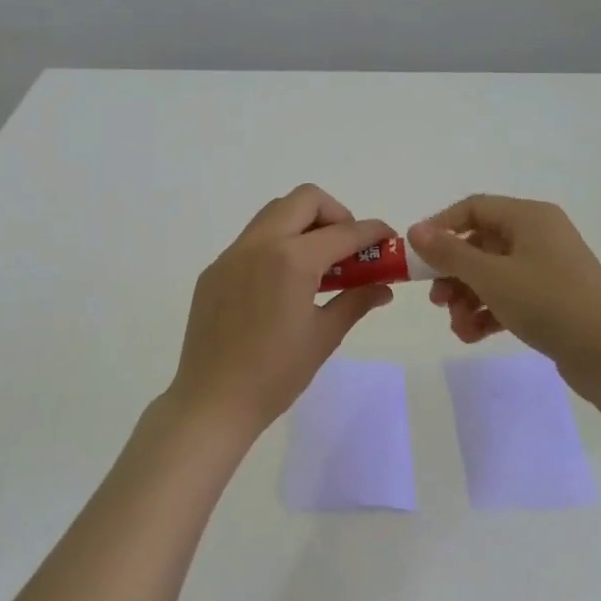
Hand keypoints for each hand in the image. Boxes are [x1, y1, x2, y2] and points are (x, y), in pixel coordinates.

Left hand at [168, 184, 395, 432]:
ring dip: (303, 224)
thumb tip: (383, 287)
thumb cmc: (276, 373)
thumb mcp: (324, 336)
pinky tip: (282, 283)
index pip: (344, 231)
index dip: (372, 232)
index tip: (388, 239)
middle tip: (347, 248)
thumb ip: (355, 301)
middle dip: (335, 214)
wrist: (213, 401)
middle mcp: (260, 244)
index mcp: (292, 259)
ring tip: (317, 263)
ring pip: (274, 213)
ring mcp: (232, 254)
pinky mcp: (214, 270)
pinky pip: (251, 240)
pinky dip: (276, 244)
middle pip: (305, 199)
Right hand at [407, 195, 600, 396]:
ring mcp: (547, 269)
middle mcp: (538, 236)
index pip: (473, 208)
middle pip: (479, 243)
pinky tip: (473, 335)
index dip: (440, 227)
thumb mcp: (491, 276)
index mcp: (528, 217)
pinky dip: (488, 312)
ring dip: (467, 298)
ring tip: (458, 326)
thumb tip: (415, 230)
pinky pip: (509, 296)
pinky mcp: (552, 299)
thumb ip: (449, 253)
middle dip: (452, 273)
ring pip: (492, 274)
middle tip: (436, 300)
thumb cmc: (550, 302)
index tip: (415, 256)